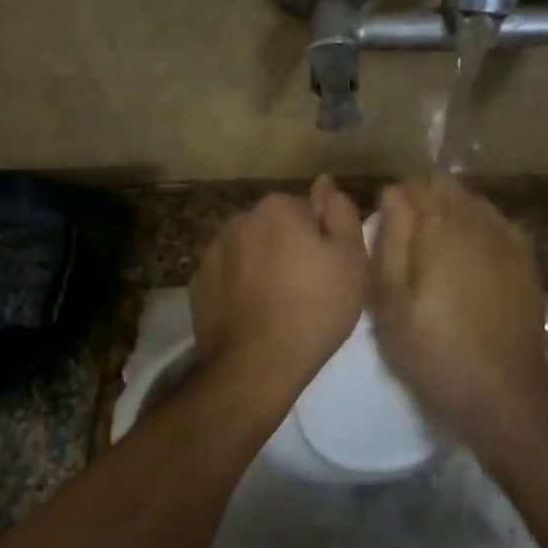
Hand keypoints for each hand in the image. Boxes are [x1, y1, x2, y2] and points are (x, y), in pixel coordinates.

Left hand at [190, 177, 367, 407]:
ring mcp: (212, 251)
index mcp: (277, 207)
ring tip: (277, 305)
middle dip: (288, 248)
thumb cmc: (314, 308)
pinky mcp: (198, 283)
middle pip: (274, 227)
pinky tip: (252, 314)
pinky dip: (238, 287)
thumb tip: (325, 183)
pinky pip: (227, 276)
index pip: (307, 209)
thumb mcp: (350, 259)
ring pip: (248, 250)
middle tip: (307, 289)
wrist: (256, 364)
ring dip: (260, 266)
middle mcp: (239, 219)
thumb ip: (341, 212)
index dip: (321, 238)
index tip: (328, 269)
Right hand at [368, 178, 547, 457]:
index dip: (394, 201)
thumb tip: (392, 194)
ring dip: (452, 213)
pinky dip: (480, 229)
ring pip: (473, 202)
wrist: (502, 392)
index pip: (412, 186)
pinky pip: (498, 224)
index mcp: (439, 226)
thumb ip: (389, 240)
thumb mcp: (389, 301)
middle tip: (408, 240)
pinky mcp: (527, 259)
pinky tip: (471, 259)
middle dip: (424, 202)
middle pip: (446, 187)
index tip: (384, 228)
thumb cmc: (432, 349)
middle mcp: (477, 220)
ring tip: (437, 250)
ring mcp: (508, 238)